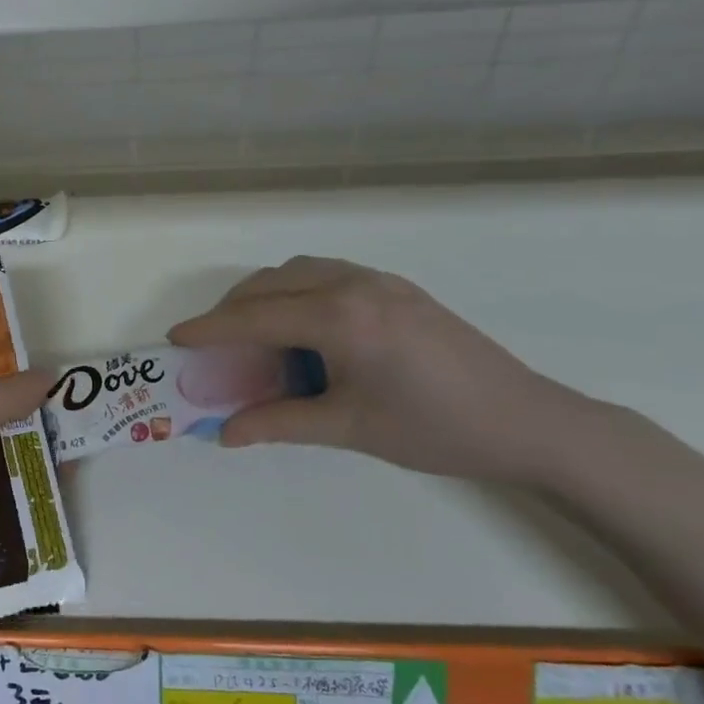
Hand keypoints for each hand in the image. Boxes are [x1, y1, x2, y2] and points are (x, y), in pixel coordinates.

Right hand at [168, 257, 592, 485]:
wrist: (527, 421)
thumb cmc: (435, 429)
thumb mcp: (350, 428)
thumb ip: (280, 423)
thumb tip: (226, 432)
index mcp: (342, 318)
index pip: (257, 317)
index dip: (211, 328)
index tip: (176, 338)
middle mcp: (355, 285)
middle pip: (272, 283)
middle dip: (234, 309)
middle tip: (213, 343)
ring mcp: (379, 281)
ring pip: (299, 271)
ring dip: (266, 294)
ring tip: (254, 332)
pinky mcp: (397, 288)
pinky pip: (327, 274)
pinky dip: (297, 291)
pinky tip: (303, 326)